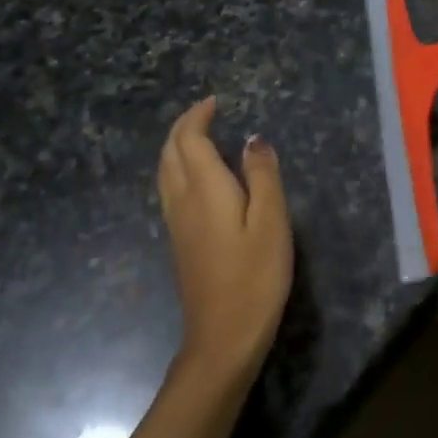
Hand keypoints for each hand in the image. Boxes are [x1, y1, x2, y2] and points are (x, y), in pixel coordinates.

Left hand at [156, 97, 292, 387]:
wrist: (223, 335)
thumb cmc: (256, 275)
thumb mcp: (272, 221)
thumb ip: (262, 175)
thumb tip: (253, 139)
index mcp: (205, 188)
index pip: (190, 140)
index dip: (198, 116)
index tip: (215, 102)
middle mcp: (182, 200)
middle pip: (170, 152)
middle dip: (183, 127)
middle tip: (206, 113)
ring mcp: (176, 223)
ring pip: (165, 171)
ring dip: (176, 146)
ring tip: (199, 137)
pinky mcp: (179, 242)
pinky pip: (169, 189)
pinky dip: (178, 168)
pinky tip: (196, 178)